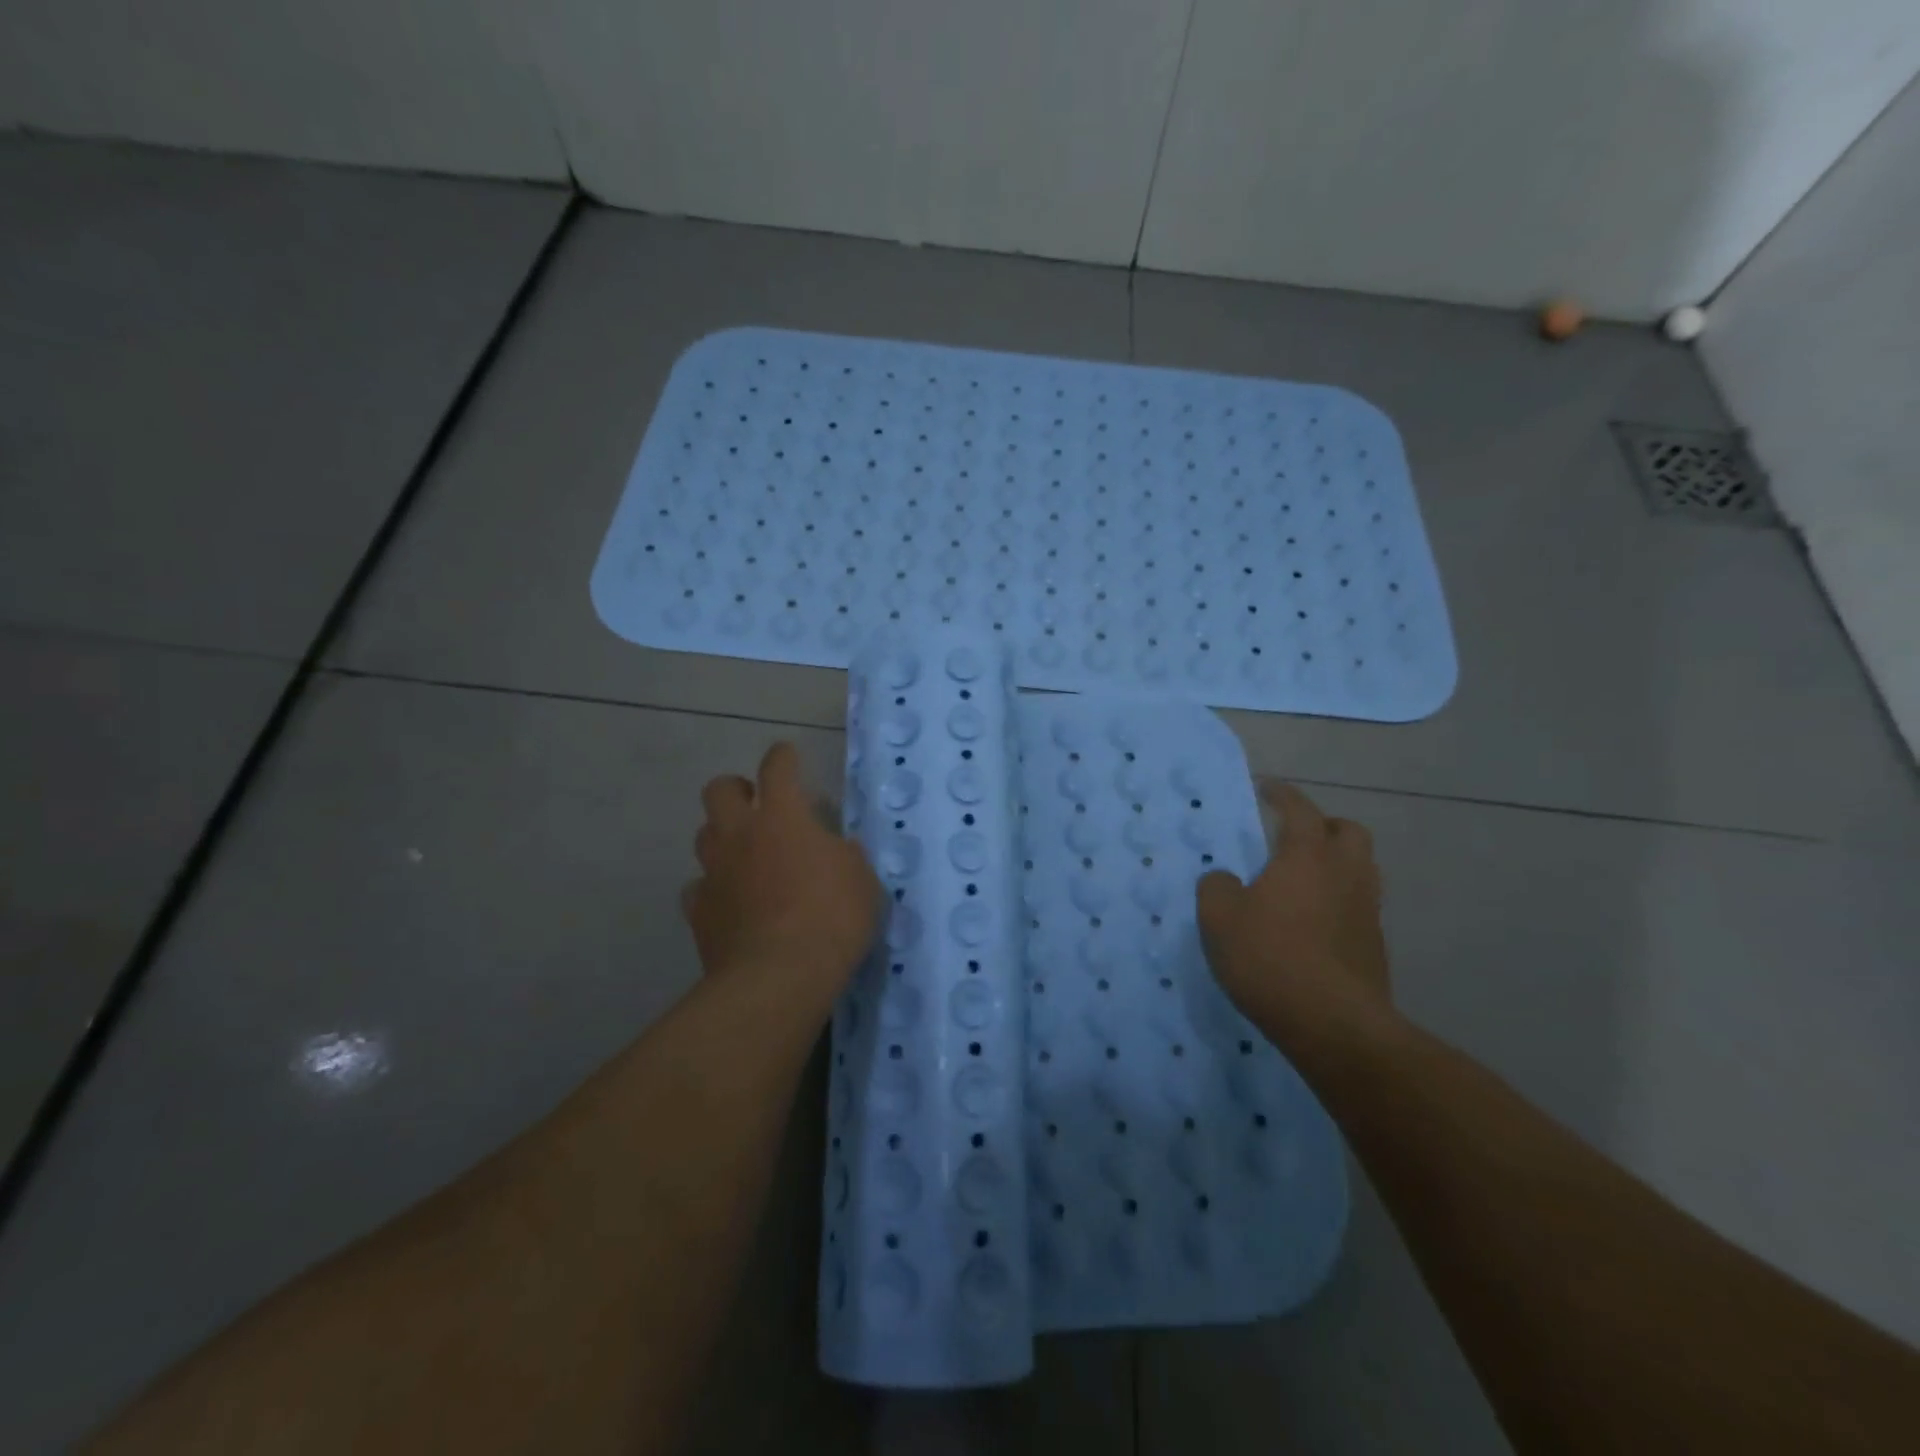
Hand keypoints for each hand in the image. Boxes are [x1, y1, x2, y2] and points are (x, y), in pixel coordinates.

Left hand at [684, 742, 881, 1001]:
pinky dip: (713, 888)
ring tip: (745, 855)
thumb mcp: (861, 880)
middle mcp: (740, 835)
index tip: (788, 755)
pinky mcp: (698, 911)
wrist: (779, 977)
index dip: (783, 756)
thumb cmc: (831, 918)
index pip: (777, 767)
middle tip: (757, 806)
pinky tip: (730, 902)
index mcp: (783, 816)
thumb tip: (834, 850)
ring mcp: (714, 872)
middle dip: (736, 790)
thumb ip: (844, 855)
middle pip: (719, 790)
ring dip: (723, 837)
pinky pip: (698, 888)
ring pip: (703, 835)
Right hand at [1196, 782, 1394, 1060]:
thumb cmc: (1270, 958)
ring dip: (1335, 864)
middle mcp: (1345, 874)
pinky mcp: (1374, 946)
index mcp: (1307, 856)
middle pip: (1348, 832)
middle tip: (1293, 837)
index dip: (1282, 795)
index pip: (1299, 809)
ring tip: (1301, 881)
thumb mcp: (1219, 918)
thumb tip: (1226, 879)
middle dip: (1323, 826)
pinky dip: (1337, 901)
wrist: (1333, 1025)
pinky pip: (1358, 906)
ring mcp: (1366, 911)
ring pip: (1360, 869)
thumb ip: (1217, 886)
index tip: (1266, 788)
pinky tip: (1311, 923)